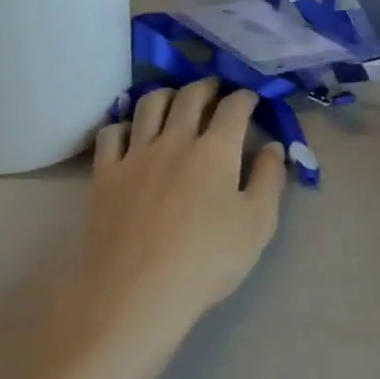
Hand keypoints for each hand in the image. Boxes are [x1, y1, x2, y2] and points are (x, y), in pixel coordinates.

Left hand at [77, 80, 286, 348]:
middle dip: (207, 85)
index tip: (251, 98)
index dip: (245, 96)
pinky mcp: (106, 172)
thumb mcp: (257, 225)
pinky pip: (111, 133)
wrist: (138, 292)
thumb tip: (274, 146)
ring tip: (174, 100)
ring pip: (149, 104)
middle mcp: (175, 139)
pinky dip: (122, 125)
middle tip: (214, 88)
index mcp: (215, 150)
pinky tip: (129, 133)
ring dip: (166, 94)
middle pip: (190, 95)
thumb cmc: (206, 262)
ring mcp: (136, 153)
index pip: (234, 107)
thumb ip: (269, 180)